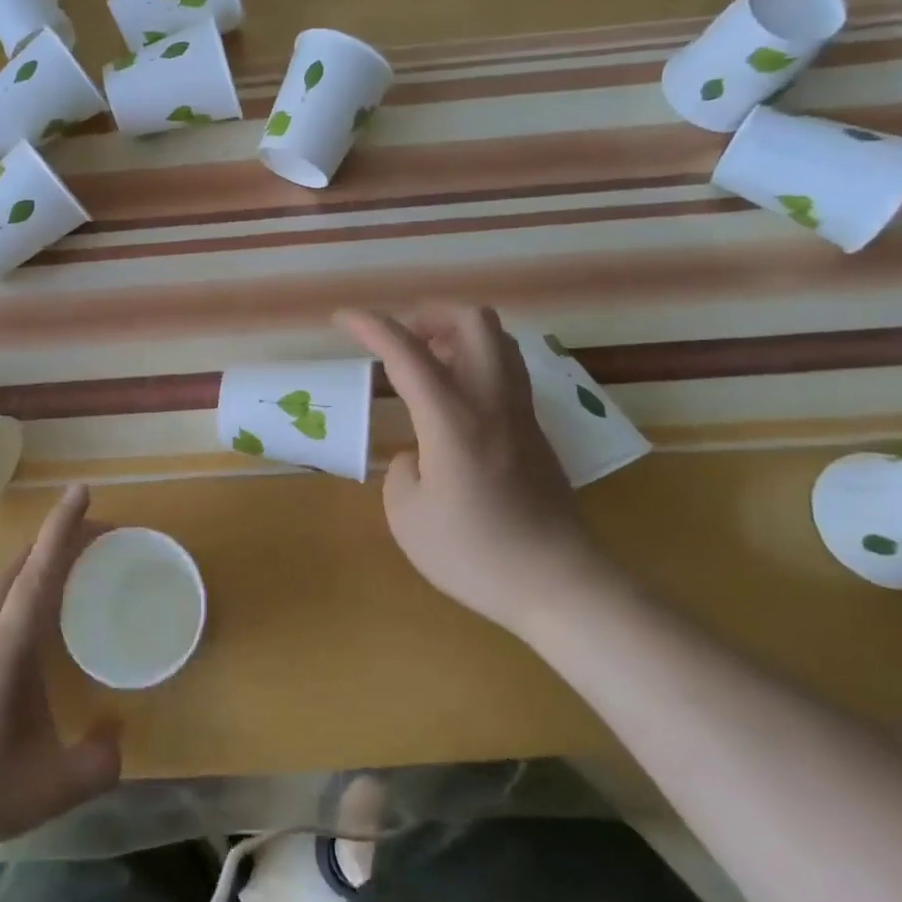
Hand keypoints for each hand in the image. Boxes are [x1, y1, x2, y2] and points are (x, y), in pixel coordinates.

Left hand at [0, 486, 120, 862]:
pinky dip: (16, 592)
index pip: (39, 571)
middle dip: (57, 541)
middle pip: (20, 565)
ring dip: (35, 566)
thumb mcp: (49, 790)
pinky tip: (26, 625)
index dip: (62, 527)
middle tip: (95, 542)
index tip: (81, 490)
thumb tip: (118, 730)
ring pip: (0, 583)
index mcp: (5, 647)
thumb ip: (98, 762)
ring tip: (68, 577)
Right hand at [337, 305, 607, 635]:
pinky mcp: (536, 430)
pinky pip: (506, 369)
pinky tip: (453, 400)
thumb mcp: (408, 516)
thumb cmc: (475, 554)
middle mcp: (491, 402)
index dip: (372, 327)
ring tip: (426, 364)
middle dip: (429, 315)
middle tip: (402, 342)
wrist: (559, 586)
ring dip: (457, 335)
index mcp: (453, 419)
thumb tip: (420, 453)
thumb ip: (403, 469)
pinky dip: (475, 362)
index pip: (408, 353)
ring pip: (498, 339)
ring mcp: (521, 412)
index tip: (342, 318)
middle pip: (473, 321)